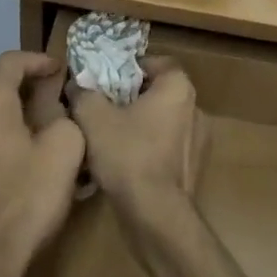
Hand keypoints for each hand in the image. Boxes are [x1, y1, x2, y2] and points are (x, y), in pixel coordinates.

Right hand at [68, 58, 207, 229]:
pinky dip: (149, 149)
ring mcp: (199, 140)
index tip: (107, 80)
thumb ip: (83, 93)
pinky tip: (125, 163)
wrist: (155, 214)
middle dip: (131, 98)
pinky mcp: (194, 168)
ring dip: (140, 125)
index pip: (157, 63)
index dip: (130, 68)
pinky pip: (167, 148)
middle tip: (103, 107)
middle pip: (159, 92)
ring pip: (163, 122)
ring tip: (110, 138)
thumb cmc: (127, 155)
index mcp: (178, 88)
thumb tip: (77, 85)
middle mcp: (196, 108)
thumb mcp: (93, 118)